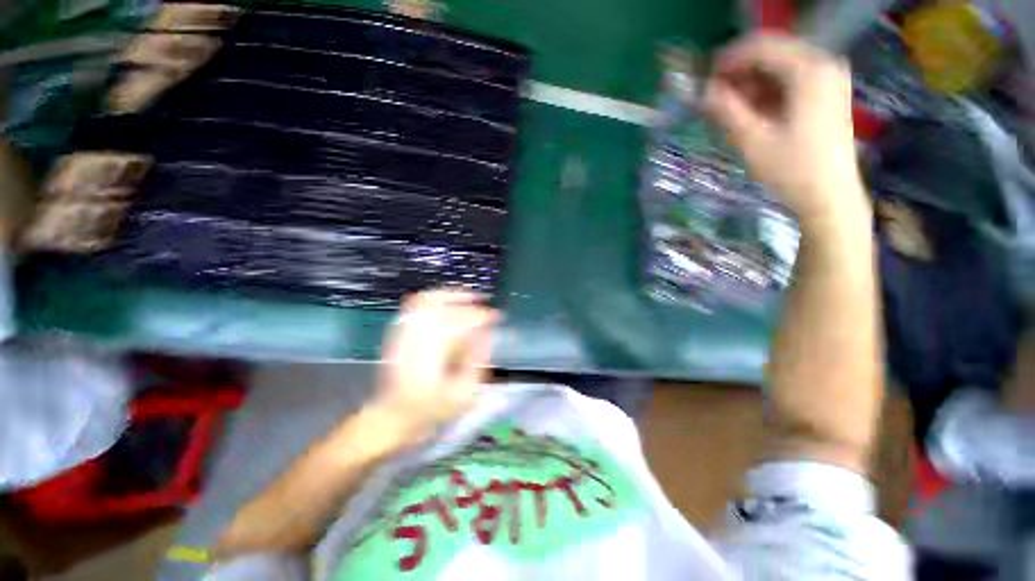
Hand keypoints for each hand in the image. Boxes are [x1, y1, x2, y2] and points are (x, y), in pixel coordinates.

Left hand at [366, 289, 498, 445]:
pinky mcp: (397, 334)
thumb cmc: (431, 411)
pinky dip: (434, 300)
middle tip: (482, 300)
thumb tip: (487, 333)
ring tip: (467, 297)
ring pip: (425, 300)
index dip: (481, 316)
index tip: (496, 316)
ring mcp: (402, 334)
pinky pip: (415, 306)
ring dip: (449, 294)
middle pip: (441, 305)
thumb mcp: (464, 394)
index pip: (460, 323)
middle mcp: (415, 339)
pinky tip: (447, 304)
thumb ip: (477, 361)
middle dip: (465, 298)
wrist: (390, 419)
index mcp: (432, 355)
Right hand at [702, 33, 864, 226]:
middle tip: (713, 101)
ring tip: (727, 113)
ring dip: (750, 87)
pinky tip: (750, 116)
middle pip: (771, 55)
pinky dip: (765, 95)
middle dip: (739, 75)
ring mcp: (827, 79)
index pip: (761, 47)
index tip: (704, 80)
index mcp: (808, 70)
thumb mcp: (752, 140)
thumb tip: (704, 91)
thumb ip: (726, 110)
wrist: (829, 197)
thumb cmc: (792, 170)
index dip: (728, 60)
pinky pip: (789, 83)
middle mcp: (822, 65)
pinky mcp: (826, 95)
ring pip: (778, 69)